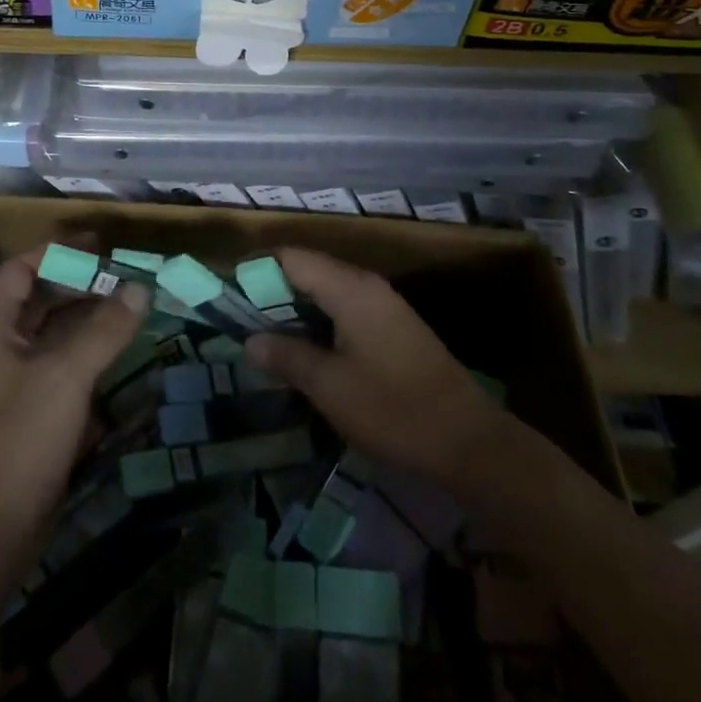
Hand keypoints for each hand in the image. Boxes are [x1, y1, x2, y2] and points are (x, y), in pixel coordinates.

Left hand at [0, 247, 148, 542]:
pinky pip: (70, 367)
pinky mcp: (41, 412)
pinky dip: (95, 353)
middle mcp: (5, 348)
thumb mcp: (66, 374)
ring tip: (133, 305)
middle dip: (81, 283)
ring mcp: (22, 382)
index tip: (98, 245)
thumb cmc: (22, 436)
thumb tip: (141, 288)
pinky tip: (125, 351)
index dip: (55, 251)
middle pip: (43, 299)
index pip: (21, 270)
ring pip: (59, 334)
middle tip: (125, 275)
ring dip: (92, 318)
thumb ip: (105, 328)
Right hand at [243, 248, 508, 493]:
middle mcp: (367, 286)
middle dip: (273, 292)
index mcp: (350, 288)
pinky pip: (345, 310)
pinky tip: (308, 353)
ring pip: (327, 291)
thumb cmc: (393, 409)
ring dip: (296, 309)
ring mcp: (384, 306)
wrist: (470, 444)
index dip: (257, 270)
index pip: (291, 257)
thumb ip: (286, 356)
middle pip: (308, 270)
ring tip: (268, 339)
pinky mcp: (395, 329)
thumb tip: (251, 340)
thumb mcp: (329, 387)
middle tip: (243, 322)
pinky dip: (320, 322)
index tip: (229, 295)